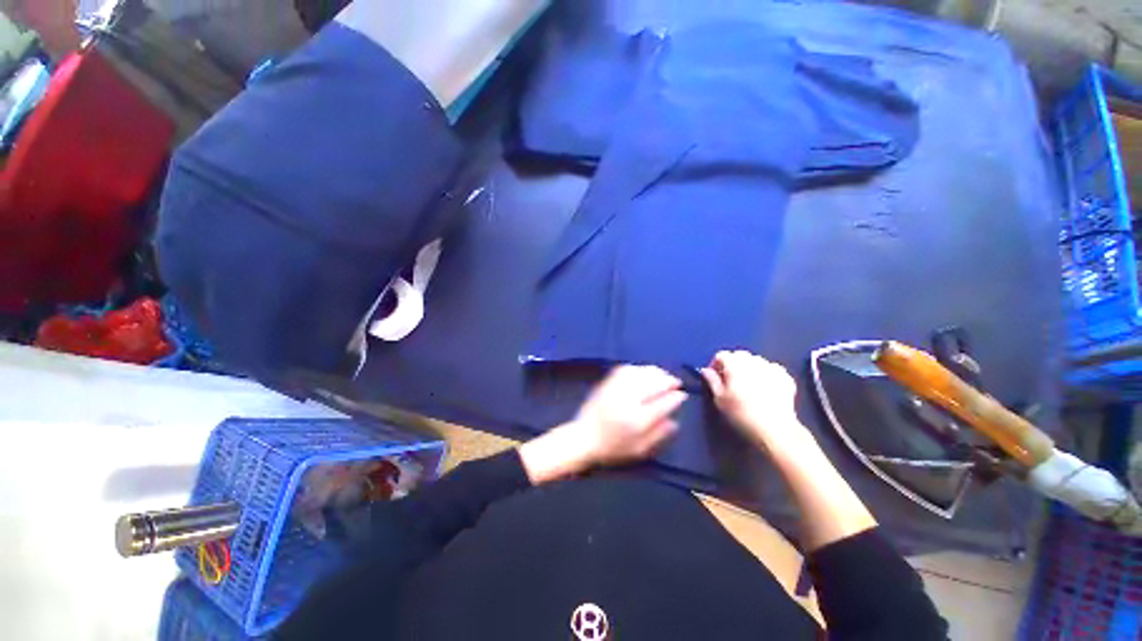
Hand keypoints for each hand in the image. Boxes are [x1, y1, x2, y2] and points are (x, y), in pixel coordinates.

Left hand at [519, 366, 686, 483]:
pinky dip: (638, 368)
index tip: (682, 394)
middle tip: (675, 382)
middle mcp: (628, 400)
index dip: (675, 397)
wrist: (583, 437)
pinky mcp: (607, 383)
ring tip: (663, 375)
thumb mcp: (639, 449)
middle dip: (667, 380)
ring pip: (640, 373)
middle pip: (653, 383)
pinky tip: (643, 372)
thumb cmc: (613, 447)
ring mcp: (616, 389)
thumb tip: (675, 421)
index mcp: (637, 420)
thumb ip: (658, 434)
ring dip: (655, 372)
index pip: (662, 403)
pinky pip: (625, 369)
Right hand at [701, 351, 813, 456]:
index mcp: (734, 363)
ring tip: (747, 385)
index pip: (721, 355)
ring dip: (750, 368)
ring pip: (756, 361)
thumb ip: (711, 381)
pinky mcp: (786, 378)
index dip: (715, 365)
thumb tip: (706, 370)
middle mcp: (753, 361)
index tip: (714, 378)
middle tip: (730, 381)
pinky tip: (765, 388)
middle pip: (739, 355)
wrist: (774, 429)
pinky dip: (766, 374)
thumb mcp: (719, 399)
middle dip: (733, 364)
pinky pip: (772, 370)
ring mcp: (771, 368)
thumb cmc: (741, 413)